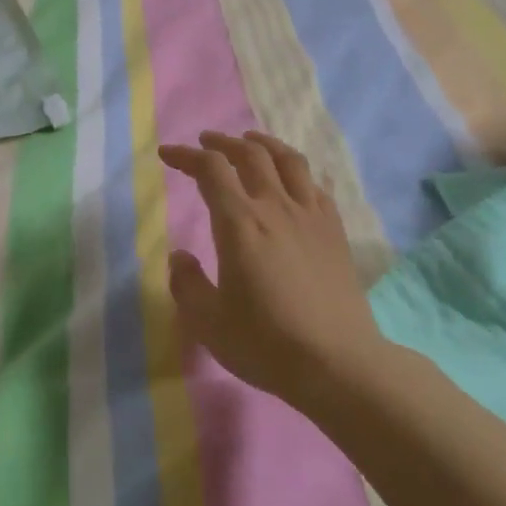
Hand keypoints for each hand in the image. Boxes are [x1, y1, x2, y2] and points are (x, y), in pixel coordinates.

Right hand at [158, 130, 382, 404]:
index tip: (167, 155)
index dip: (186, 156)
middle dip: (222, 142)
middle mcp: (275, 207)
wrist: (338, 363)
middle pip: (250, 153)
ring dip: (263, 144)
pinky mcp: (334, 230)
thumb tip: (179, 256)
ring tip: (249, 141)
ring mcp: (310, 215)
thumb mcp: (208, 322)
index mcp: (240, 223)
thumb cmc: (266, 343)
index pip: (210, 170)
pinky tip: (291, 180)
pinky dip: (295, 171)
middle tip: (205, 143)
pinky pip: (314, 184)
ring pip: (288, 160)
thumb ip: (186, 284)